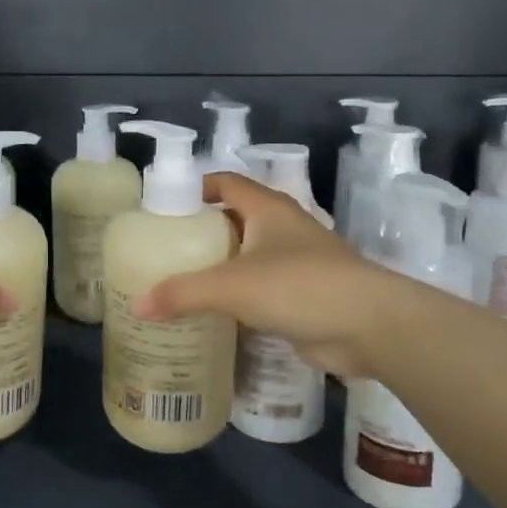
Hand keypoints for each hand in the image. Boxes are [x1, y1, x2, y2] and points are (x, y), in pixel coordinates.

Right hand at [134, 173, 390, 378]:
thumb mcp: (232, 286)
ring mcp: (297, 261)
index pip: (225, 182)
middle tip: (164, 251)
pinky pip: (261, 287)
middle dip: (201, 232)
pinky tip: (214, 313)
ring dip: (220, 266)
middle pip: (234, 219)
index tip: (163, 207)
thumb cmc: (298, 286)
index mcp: (267, 208)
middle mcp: (282, 228)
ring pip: (248, 256)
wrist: (370, 325)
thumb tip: (137, 306)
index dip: (195, 187)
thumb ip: (183, 293)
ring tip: (180, 282)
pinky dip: (239, 296)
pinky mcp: (304, 294)